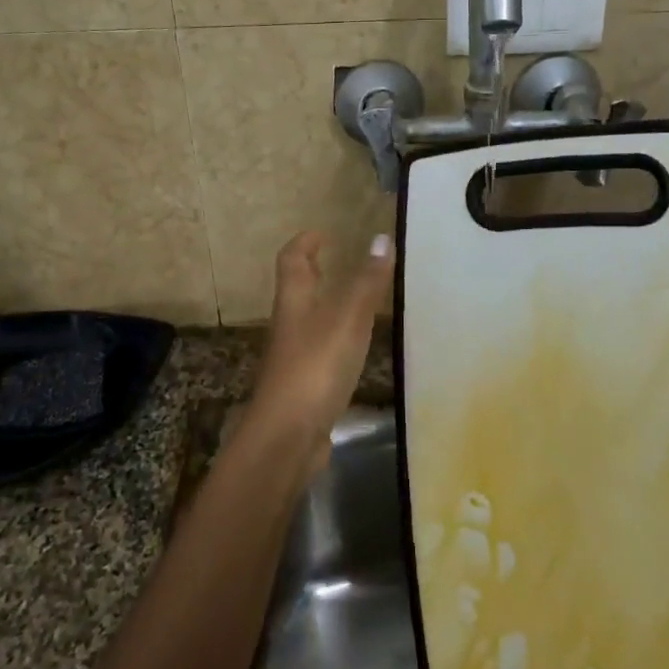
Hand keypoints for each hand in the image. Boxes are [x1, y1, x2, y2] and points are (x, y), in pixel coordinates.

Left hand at [246, 232, 395, 472]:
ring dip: (327, 306)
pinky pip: (320, 351)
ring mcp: (294, 357)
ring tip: (356, 301)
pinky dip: (336, 340)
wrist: (287, 436)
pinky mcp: (305, 386)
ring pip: (309, 321)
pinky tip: (356, 350)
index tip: (323, 232)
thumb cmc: (315, 367)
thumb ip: (366, 282)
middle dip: (314, 271)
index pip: (292, 260)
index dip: (305, 242)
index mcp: (294, 301)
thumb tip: (381, 238)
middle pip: (297, 289)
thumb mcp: (348, 320)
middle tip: (336, 259)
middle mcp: (289, 325)